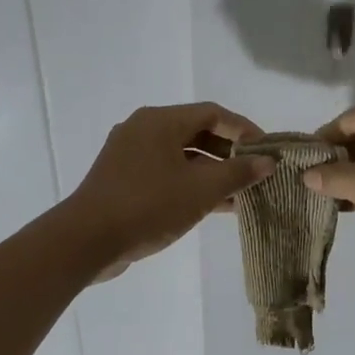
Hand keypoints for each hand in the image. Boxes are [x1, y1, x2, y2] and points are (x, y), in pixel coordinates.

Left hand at [62, 103, 272, 280]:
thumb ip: (238, 173)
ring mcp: (130, 155)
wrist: (86, 241)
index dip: (244, 130)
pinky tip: (213, 206)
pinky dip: (190, 183)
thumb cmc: (149, 206)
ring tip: (241, 194)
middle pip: (196, 132)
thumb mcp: (201, 190)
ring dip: (212, 172)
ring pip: (182, 156)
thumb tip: (268, 162)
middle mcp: (143, 129)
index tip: (267, 151)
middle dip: (229, 153)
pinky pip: (166, 172)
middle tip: (255, 173)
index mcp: (160, 121)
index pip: (213, 113)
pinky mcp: (123, 180)